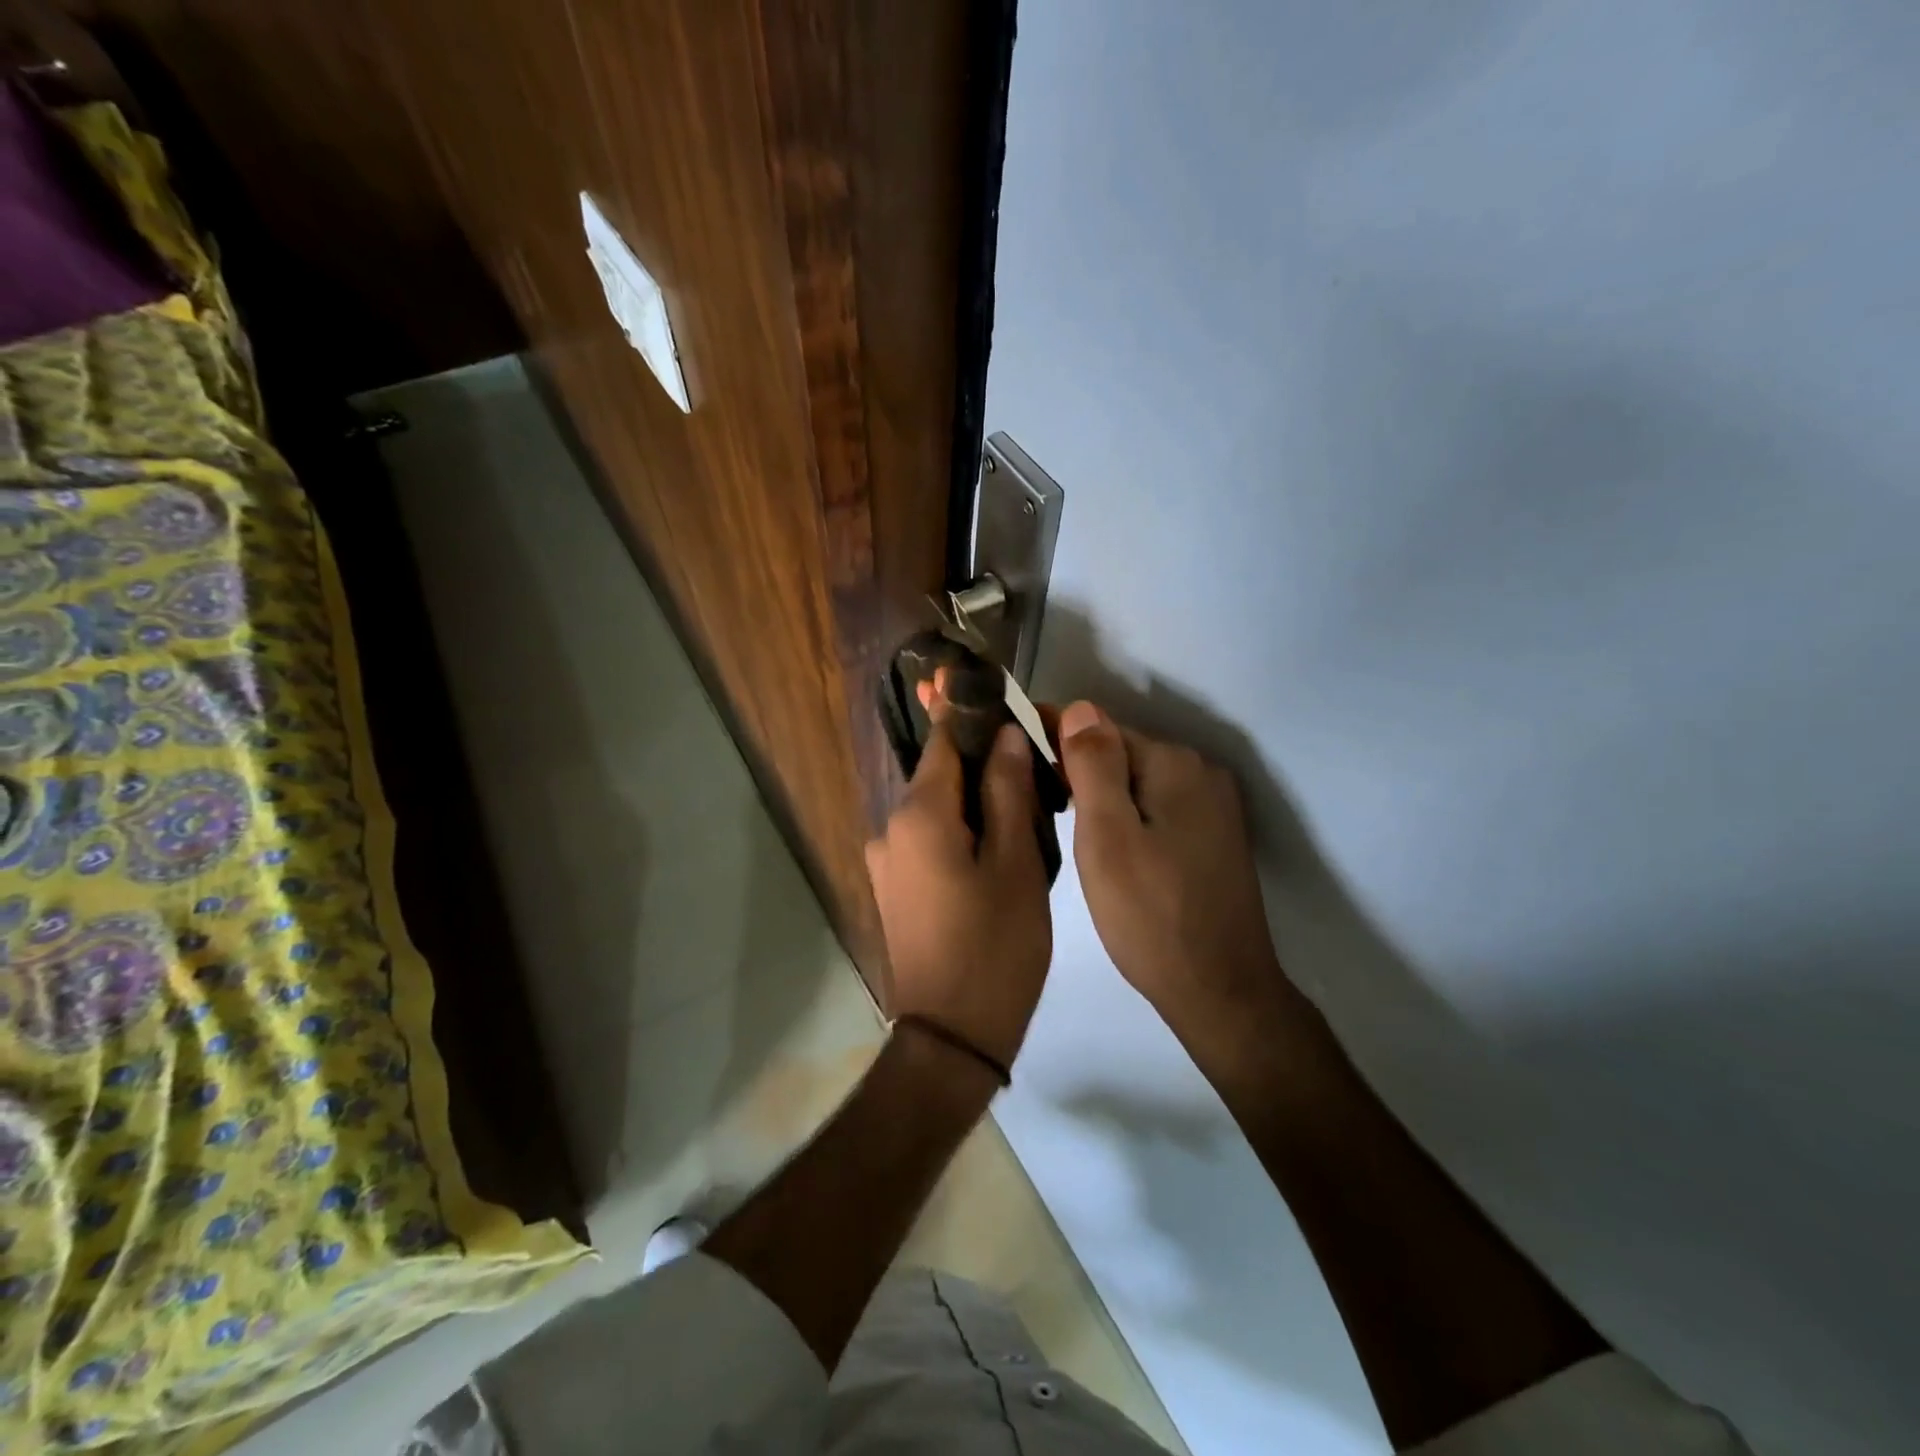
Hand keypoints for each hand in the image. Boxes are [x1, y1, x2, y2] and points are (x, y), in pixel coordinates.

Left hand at [866, 719, 1052, 1069]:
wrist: (952, 1036)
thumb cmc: (995, 947)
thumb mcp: (1016, 864)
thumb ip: (1009, 791)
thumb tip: (1006, 734)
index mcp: (918, 814)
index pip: (943, 741)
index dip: (973, 718)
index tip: (1006, 707)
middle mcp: (889, 829)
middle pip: (939, 776)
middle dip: (982, 766)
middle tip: (1034, 771)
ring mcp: (885, 862)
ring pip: (935, 811)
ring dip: (973, 804)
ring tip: (1024, 813)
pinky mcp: (892, 890)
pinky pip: (926, 842)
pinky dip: (958, 834)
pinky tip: (995, 851)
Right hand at [1056, 701, 1294, 1047]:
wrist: (1220, 991)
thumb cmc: (1150, 915)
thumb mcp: (1107, 837)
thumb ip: (1093, 767)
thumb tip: (1080, 707)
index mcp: (1176, 765)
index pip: (1102, 729)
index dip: (1057, 738)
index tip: (1016, 751)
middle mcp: (1202, 774)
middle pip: (1124, 753)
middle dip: (1079, 767)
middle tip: (1033, 795)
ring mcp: (1214, 807)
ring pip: (1139, 782)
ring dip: (1102, 793)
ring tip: (1060, 818)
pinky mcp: (1214, 837)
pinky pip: (1158, 807)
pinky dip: (1127, 815)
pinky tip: (1105, 842)